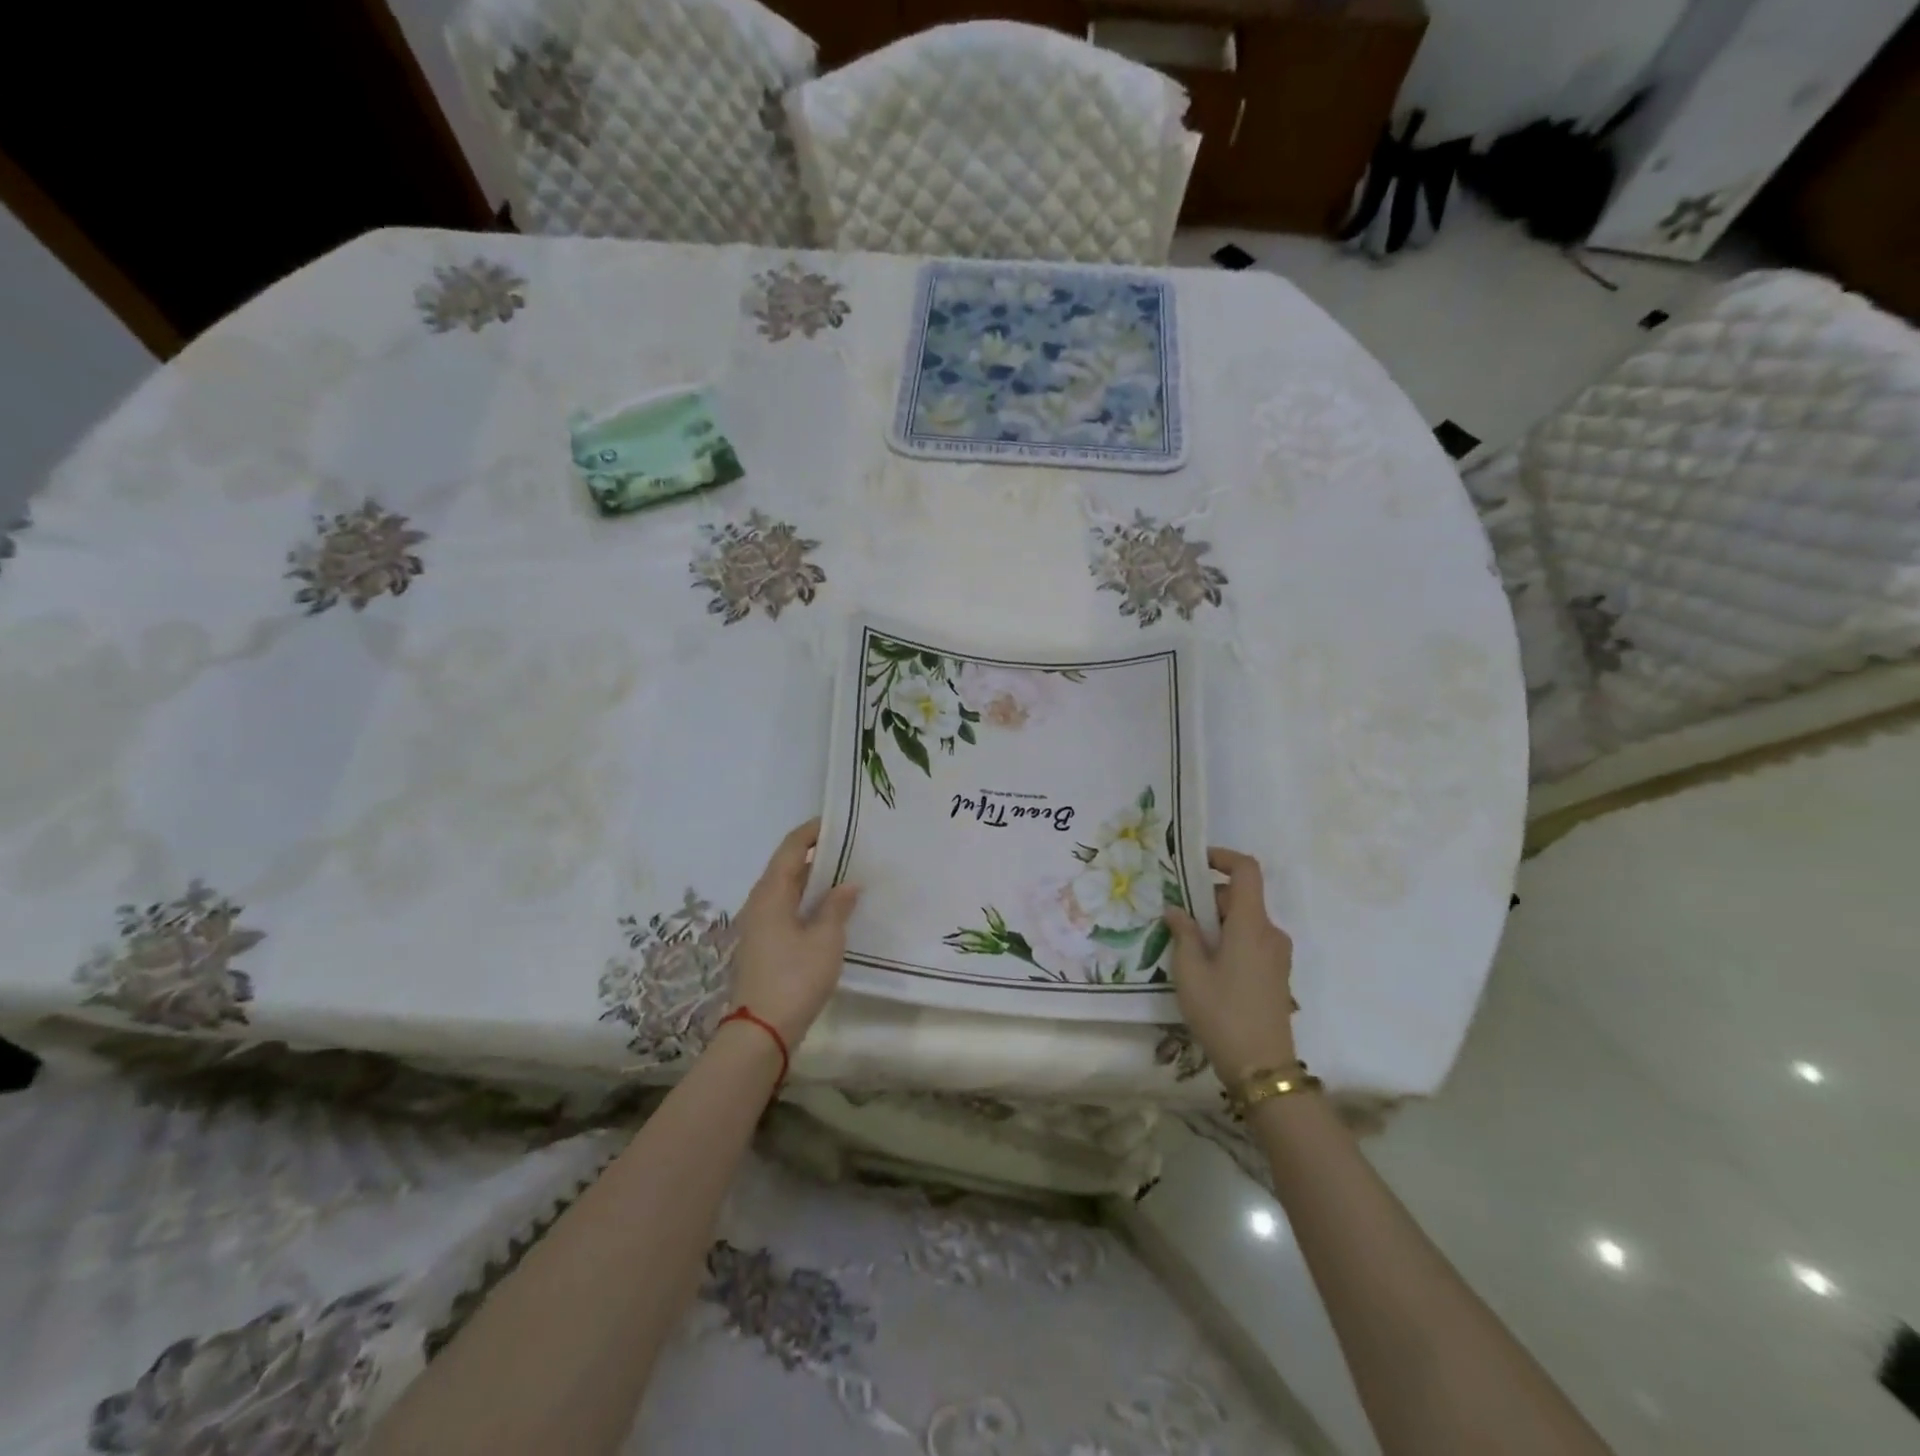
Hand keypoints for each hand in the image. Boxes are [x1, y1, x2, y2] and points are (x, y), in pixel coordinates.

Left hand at [728, 819, 860, 1047]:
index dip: (811, 832)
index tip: (836, 822)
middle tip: (850, 848)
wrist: (761, 1031)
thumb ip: (837, 907)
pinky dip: (807, 902)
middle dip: (816, 855)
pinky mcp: (763, 945)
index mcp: (770, 894)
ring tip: (845, 875)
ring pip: (786, 891)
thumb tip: (847, 884)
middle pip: (786, 867)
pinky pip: (786, 910)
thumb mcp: (826, 940)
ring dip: (812, 881)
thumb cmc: (795, 978)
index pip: (790, 848)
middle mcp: (759, 903)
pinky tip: (830, 910)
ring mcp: (758, 926)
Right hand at [1164, 848, 1297, 1085]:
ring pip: (1245, 920)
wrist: (1261, 1067)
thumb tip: (1176, 910)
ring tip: (1186, 943)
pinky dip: (1229, 939)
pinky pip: (1252, 940)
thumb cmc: (1221, 1013)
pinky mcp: (1277, 974)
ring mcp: (1278, 955)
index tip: (1194, 862)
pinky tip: (1206, 964)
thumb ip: (1183, 934)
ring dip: (1217, 921)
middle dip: (1208, 897)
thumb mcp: (1190, 972)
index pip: (1247, 870)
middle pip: (1242, 896)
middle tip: (1176, 914)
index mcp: (1251, 925)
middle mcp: (1271, 933)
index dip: (1223, 858)